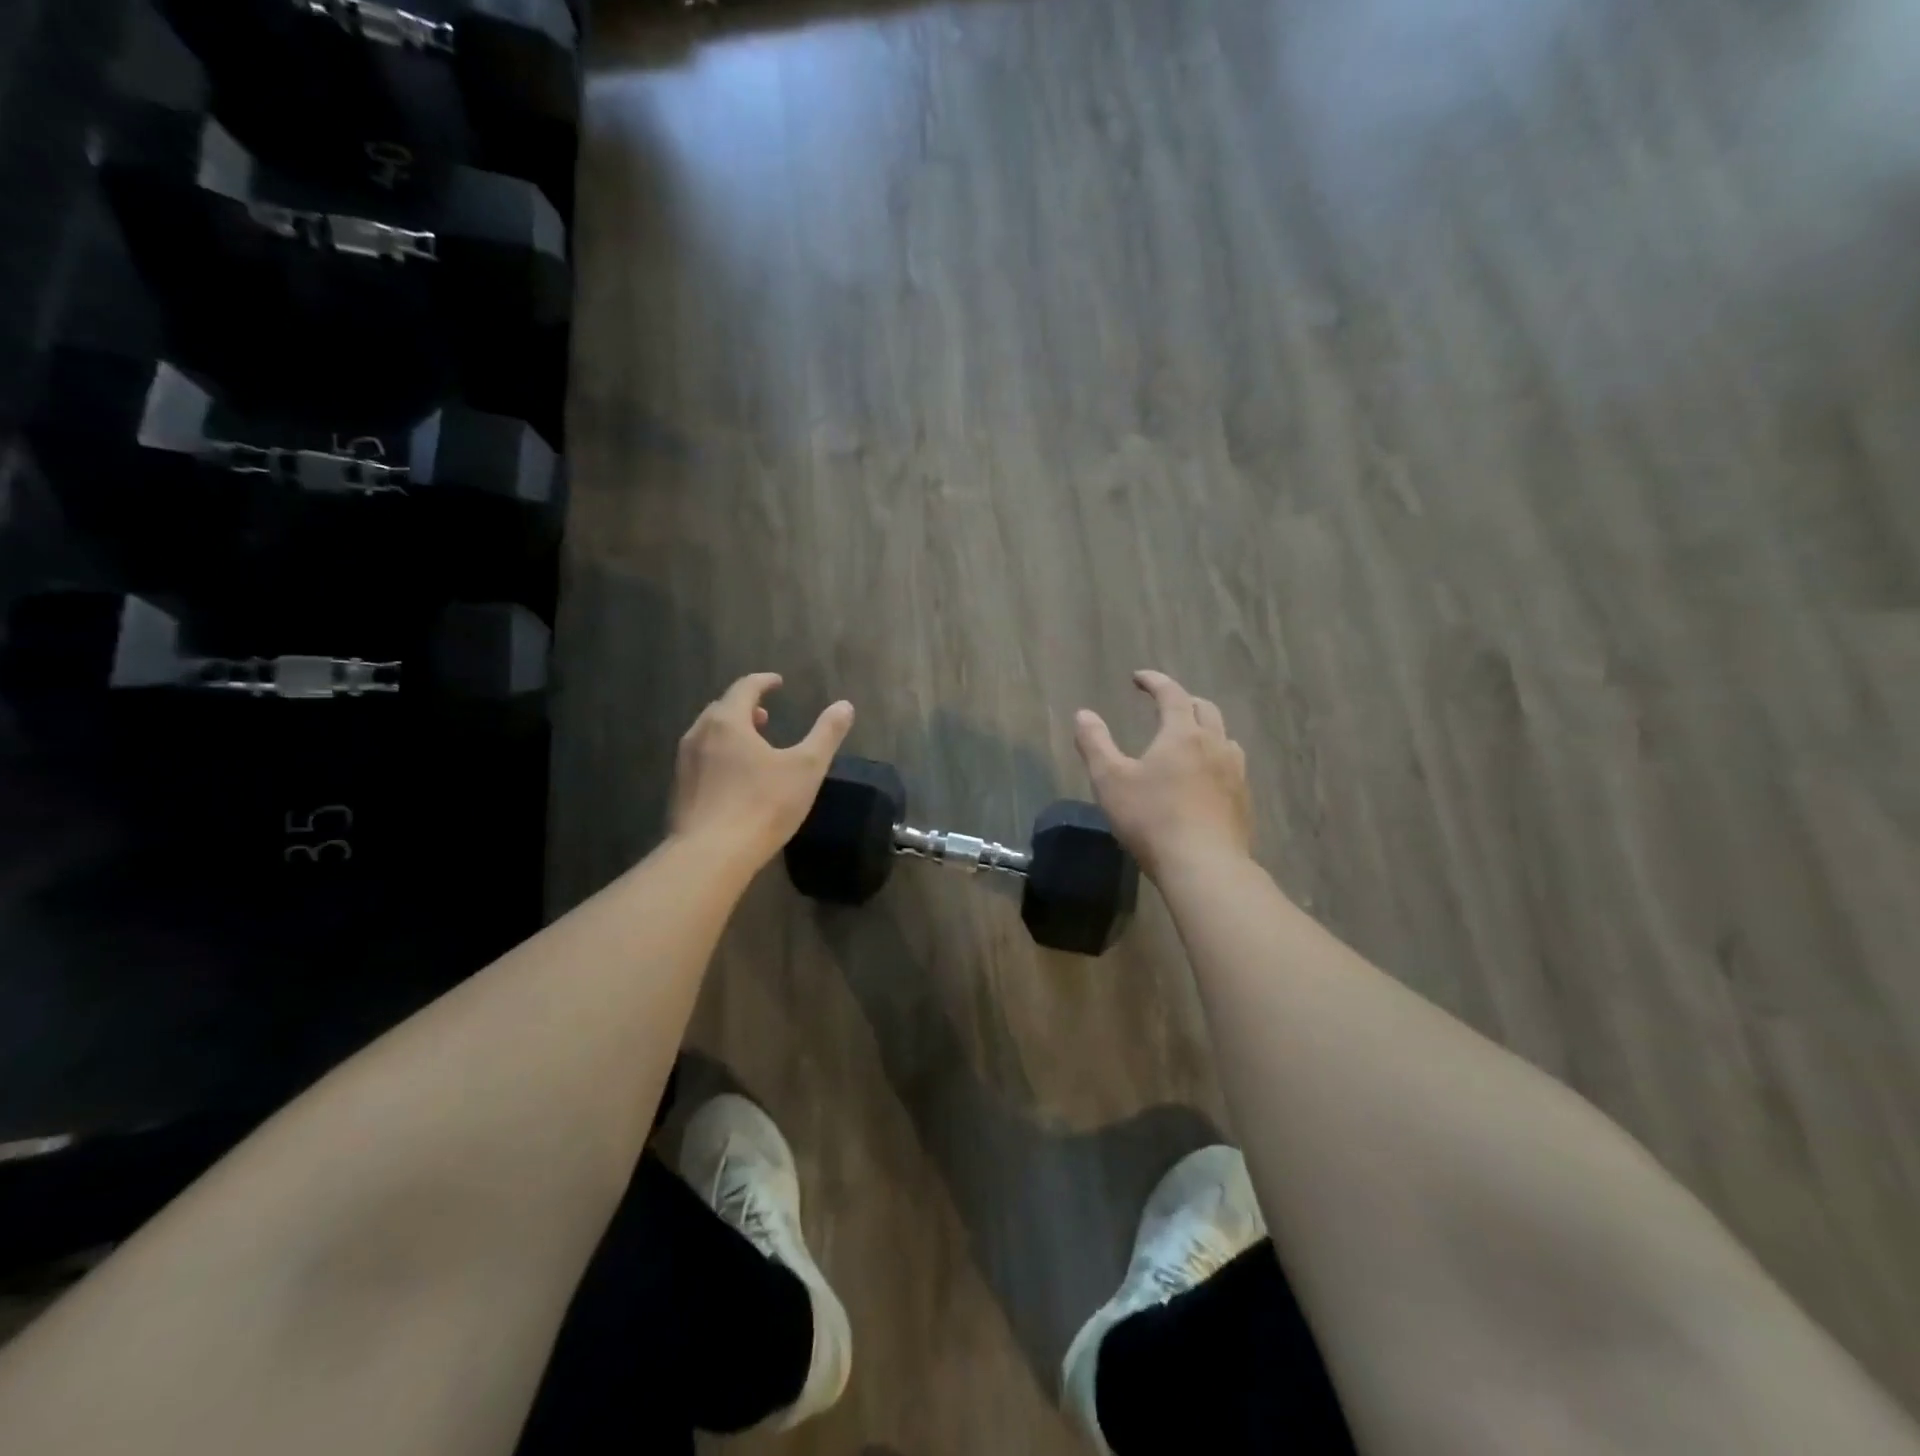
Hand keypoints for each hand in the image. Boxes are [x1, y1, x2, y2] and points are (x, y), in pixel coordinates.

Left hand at [670, 674, 854, 867]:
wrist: (710, 855)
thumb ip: (826, 734)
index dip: (764, 682)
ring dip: (730, 733)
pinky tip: (734, 779)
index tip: (778, 683)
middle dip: (745, 707)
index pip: (745, 688)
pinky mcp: (679, 791)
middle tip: (765, 715)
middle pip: (721, 709)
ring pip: (708, 735)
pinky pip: (701, 760)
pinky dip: (719, 756)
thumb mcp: (807, 768)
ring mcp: (684, 764)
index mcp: (727, 722)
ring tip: (751, 746)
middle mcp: (699, 735)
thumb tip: (844, 705)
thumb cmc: (763, 805)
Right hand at [1074, 670, 1251, 879]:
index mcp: (1182, 734)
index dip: (1155, 681)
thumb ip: (1095, 744)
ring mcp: (1235, 773)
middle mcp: (1214, 745)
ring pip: (1224, 738)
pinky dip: (1216, 760)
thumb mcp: (1110, 780)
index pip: (1172, 694)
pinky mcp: (1243, 801)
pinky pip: (1232, 767)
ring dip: (1205, 730)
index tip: (1139, 678)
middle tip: (1165, 706)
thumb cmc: (1151, 819)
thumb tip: (1083, 714)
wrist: (1204, 866)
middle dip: (1184, 701)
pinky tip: (1205, 779)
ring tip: (1189, 740)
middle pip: (1205, 710)